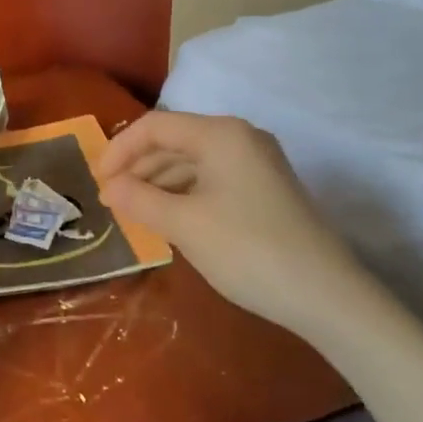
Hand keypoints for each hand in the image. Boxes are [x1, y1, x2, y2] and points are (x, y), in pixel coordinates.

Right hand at [97, 110, 357, 326]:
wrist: (325, 294)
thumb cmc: (248, 250)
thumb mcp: (184, 225)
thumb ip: (139, 200)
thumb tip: (108, 187)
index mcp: (220, 134)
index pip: (155, 126)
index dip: (119, 150)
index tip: (97, 182)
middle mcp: (240, 138)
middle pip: (174, 140)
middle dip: (138, 167)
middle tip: (111, 200)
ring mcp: (256, 163)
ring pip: (192, 161)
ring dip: (158, 182)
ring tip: (133, 212)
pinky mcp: (264, 188)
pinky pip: (211, 179)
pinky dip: (183, 194)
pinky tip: (168, 218)